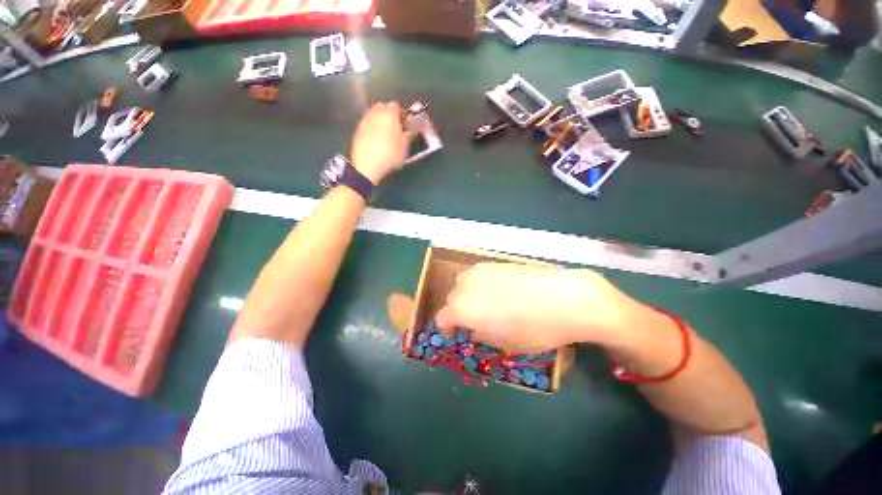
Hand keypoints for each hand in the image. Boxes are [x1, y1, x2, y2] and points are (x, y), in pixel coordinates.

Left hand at [350, 102, 414, 183]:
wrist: (367, 165)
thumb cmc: (390, 154)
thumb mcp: (404, 147)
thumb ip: (409, 135)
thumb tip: (412, 130)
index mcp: (389, 114)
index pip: (396, 106)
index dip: (401, 115)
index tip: (404, 125)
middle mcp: (376, 113)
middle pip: (383, 108)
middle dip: (389, 115)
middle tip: (395, 128)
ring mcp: (365, 121)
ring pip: (374, 115)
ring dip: (380, 122)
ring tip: (385, 136)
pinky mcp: (358, 130)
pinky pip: (368, 125)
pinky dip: (372, 129)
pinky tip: (376, 141)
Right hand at [435, 263, 643, 353]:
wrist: (562, 298)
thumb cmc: (533, 329)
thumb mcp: (505, 344)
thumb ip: (483, 335)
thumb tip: (475, 328)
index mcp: (463, 309)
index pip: (442, 317)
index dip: (446, 327)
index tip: (453, 333)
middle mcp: (466, 286)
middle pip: (452, 298)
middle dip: (457, 311)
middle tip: (473, 321)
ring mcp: (481, 271)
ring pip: (463, 282)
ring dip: (467, 294)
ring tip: (483, 302)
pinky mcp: (495, 263)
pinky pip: (478, 273)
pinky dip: (480, 282)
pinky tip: (497, 289)